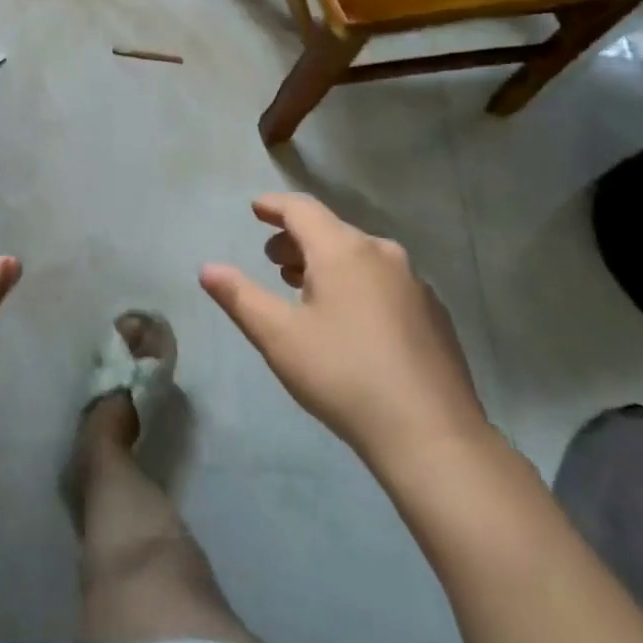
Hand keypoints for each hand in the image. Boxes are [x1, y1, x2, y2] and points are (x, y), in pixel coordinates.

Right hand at [200, 193, 490, 482]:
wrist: (433, 436)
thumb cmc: (344, 375)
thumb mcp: (278, 336)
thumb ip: (239, 296)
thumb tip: (208, 269)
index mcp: (343, 250)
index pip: (301, 209)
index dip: (274, 206)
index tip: (256, 209)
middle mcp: (382, 254)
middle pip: (331, 231)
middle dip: (297, 239)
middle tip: (272, 260)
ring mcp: (414, 284)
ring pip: (360, 256)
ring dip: (326, 263)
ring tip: (304, 288)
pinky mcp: (434, 314)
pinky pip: (384, 281)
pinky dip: (357, 284)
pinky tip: (350, 320)